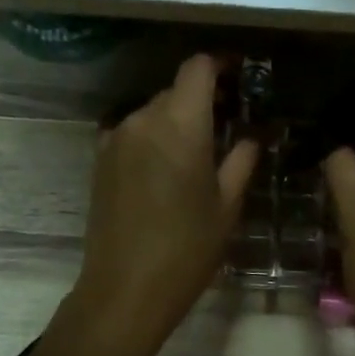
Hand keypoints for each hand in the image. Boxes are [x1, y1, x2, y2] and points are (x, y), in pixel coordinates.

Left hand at [68, 54, 257, 355]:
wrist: (125, 290)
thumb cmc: (187, 250)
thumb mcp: (227, 206)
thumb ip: (242, 159)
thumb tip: (255, 134)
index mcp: (179, 124)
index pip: (198, 68)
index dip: (222, 65)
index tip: (242, 77)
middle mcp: (141, 119)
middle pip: (175, 90)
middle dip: (203, 99)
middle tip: (230, 124)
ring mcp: (115, 138)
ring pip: (152, 112)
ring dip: (177, 121)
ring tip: (199, 152)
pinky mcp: (99, 160)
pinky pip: (133, 133)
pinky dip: (154, 139)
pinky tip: (168, 169)